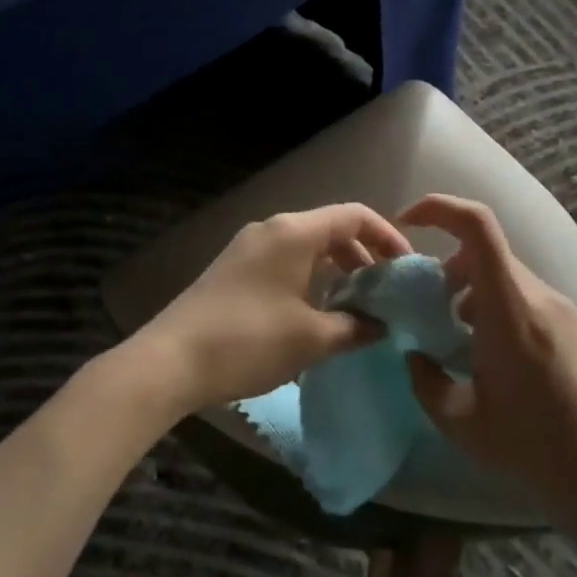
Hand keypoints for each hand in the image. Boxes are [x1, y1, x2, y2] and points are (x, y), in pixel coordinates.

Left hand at [138, 203, 412, 415]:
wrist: (170, 360)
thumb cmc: (248, 341)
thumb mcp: (311, 339)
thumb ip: (354, 327)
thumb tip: (382, 326)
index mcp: (294, 232)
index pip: (354, 216)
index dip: (387, 237)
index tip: (406, 268)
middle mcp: (271, 229)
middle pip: (330, 229)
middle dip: (363, 256)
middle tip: (384, 292)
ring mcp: (247, 248)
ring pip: (306, 247)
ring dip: (336, 270)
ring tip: (355, 306)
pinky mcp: (232, 269)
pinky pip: (284, 261)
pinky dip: (309, 278)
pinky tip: (315, 312)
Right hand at [399, 194, 576, 528]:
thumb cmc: (533, 450)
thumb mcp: (460, 423)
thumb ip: (424, 381)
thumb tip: (416, 356)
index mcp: (510, 310)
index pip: (477, 226)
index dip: (439, 208)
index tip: (410, 223)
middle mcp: (544, 298)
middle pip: (489, 256)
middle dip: (451, 271)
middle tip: (435, 314)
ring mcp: (574, 313)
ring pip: (514, 282)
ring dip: (481, 297)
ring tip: (471, 346)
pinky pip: (539, 304)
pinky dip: (510, 314)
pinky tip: (512, 366)